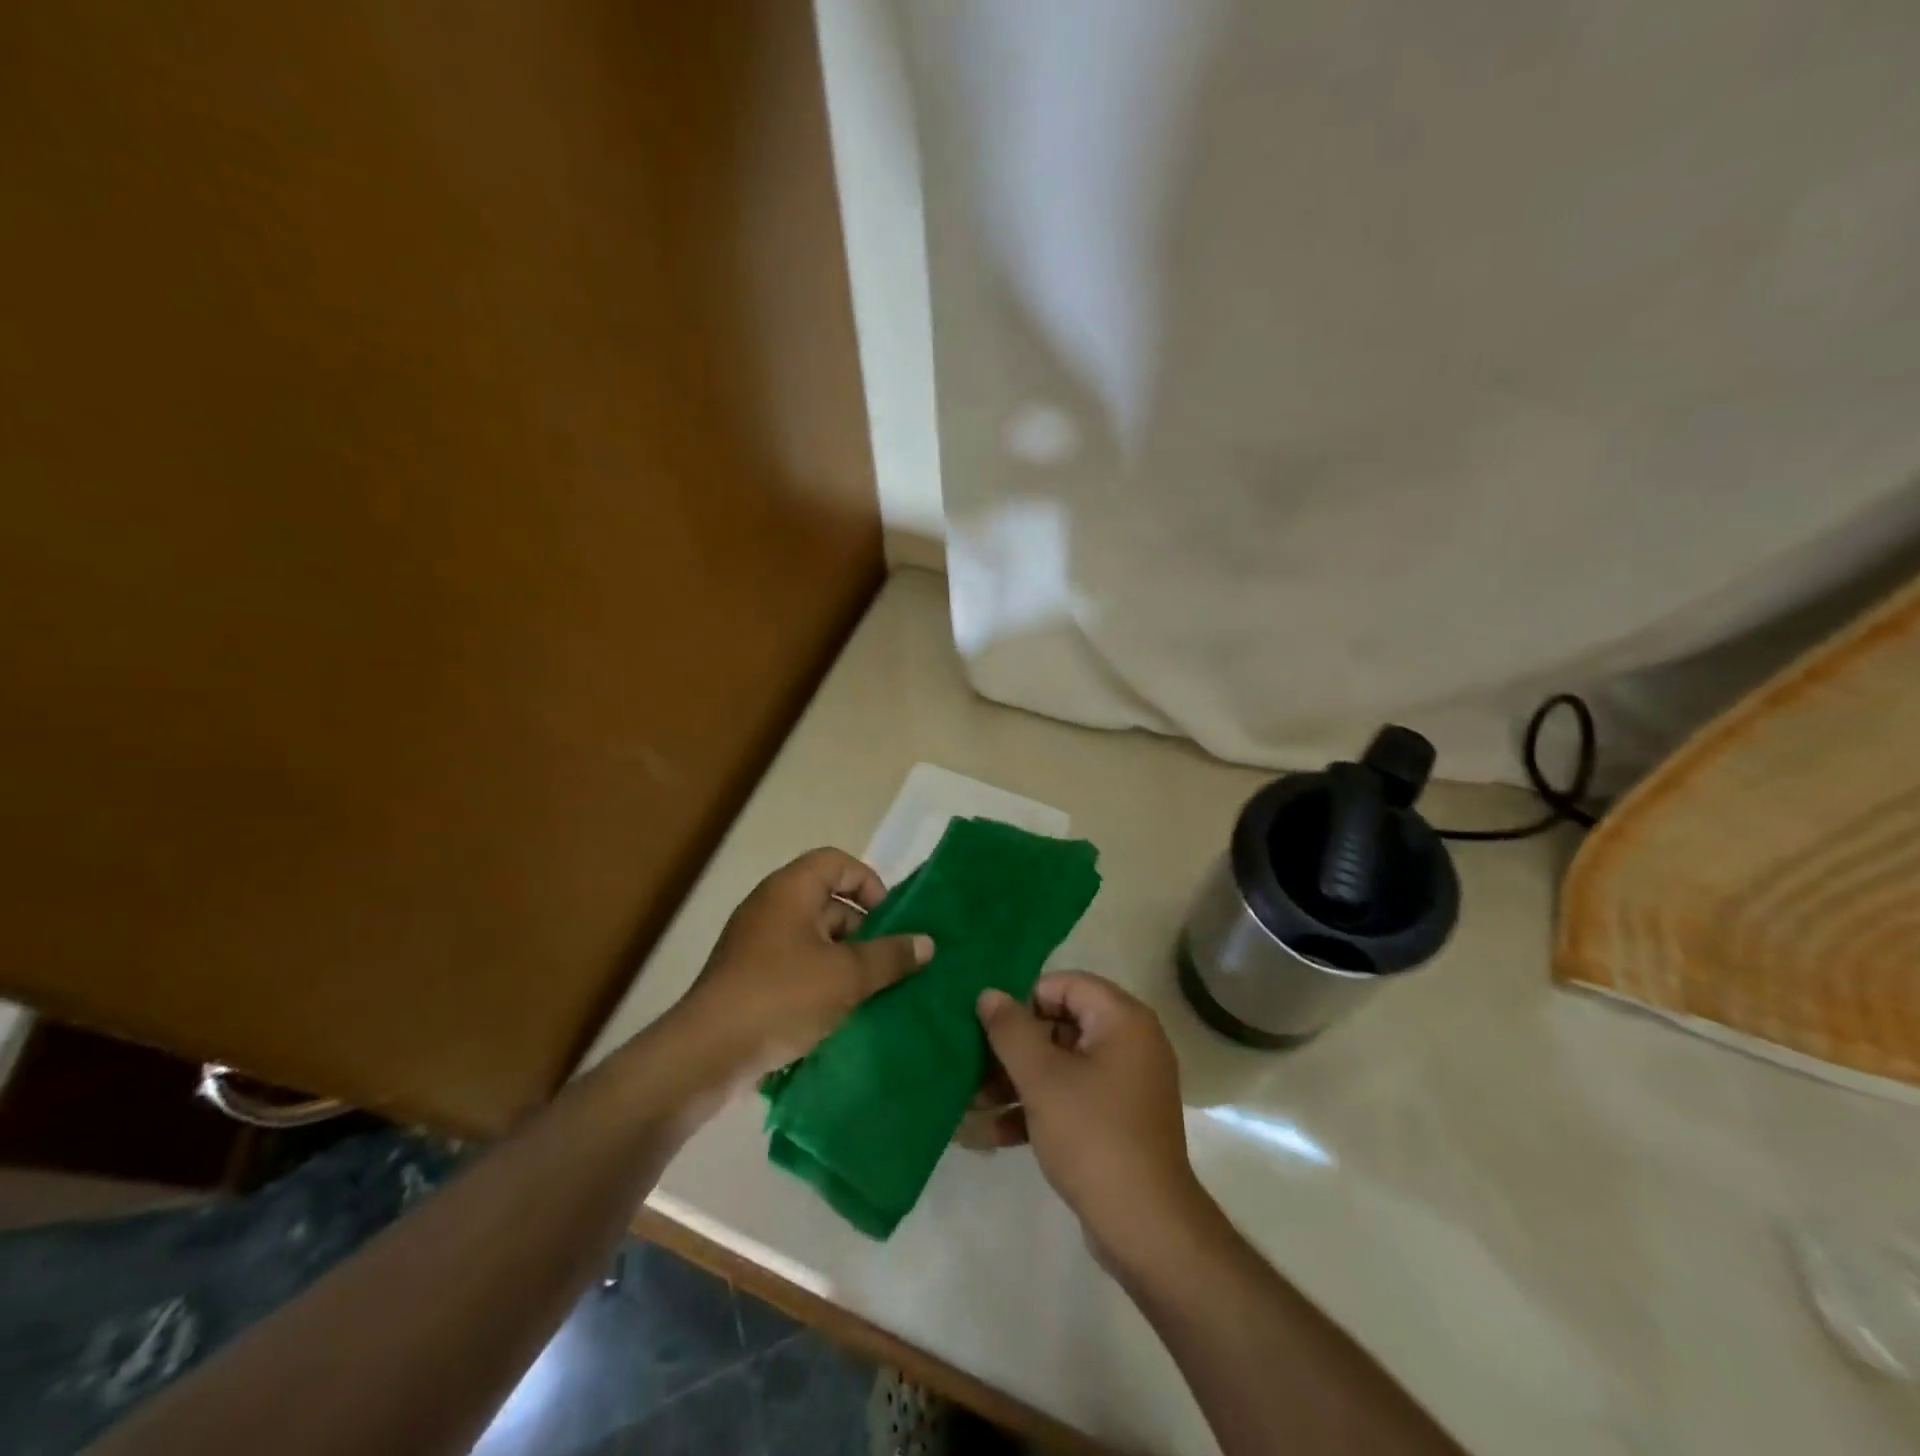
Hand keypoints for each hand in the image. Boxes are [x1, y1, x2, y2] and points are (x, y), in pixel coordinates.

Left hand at [676, 849, 931, 1080]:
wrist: (707, 1053)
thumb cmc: (782, 996)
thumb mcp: (848, 976)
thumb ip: (890, 956)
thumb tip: (927, 943)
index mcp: (790, 890)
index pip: (838, 863)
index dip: (869, 884)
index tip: (891, 921)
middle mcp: (771, 907)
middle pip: (828, 901)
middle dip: (863, 930)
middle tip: (888, 964)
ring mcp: (756, 944)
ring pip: (814, 939)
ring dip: (845, 961)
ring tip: (872, 993)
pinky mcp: (749, 978)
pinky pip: (796, 966)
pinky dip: (821, 980)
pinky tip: (840, 1013)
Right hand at [975, 973, 1205, 1266]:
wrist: (1146, 1228)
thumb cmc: (1093, 1136)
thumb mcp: (1042, 1079)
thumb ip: (1011, 1030)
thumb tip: (988, 993)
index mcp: (1122, 1019)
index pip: (1064, 984)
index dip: (1023, 999)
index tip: (989, 1025)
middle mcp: (1128, 1043)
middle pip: (1058, 1025)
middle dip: (1011, 1048)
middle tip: (970, 1065)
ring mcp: (1123, 1084)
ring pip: (1059, 1065)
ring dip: (1014, 1081)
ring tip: (968, 1101)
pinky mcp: (1114, 1120)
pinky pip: (1069, 1098)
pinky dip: (1034, 1109)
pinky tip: (987, 1131)